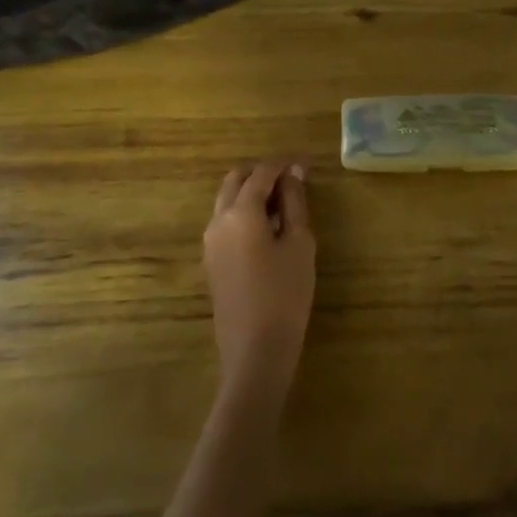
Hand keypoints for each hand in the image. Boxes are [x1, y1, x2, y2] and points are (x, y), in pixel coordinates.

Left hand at [204, 161, 315, 398]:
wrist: (255, 351)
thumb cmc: (285, 293)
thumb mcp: (299, 243)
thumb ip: (294, 203)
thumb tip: (293, 174)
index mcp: (240, 211)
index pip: (262, 173)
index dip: (284, 164)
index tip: (306, 164)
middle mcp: (218, 220)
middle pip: (236, 180)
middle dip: (262, 173)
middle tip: (292, 181)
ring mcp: (210, 242)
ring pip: (227, 200)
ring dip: (251, 192)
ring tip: (283, 204)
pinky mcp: (211, 261)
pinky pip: (225, 222)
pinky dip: (244, 212)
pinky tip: (268, 229)